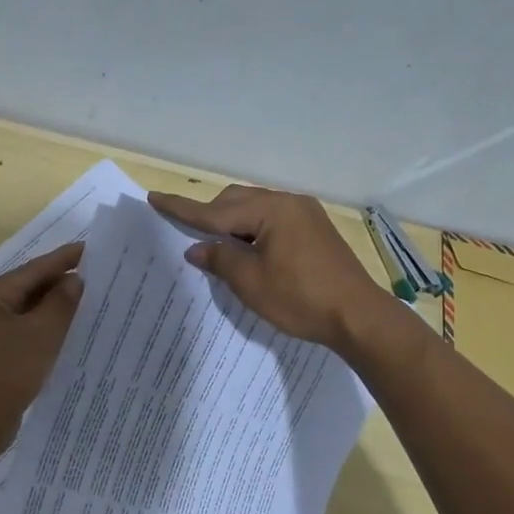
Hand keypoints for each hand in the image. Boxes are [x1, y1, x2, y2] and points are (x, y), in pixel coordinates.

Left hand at [0, 242, 83, 461]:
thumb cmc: (4, 374)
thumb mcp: (40, 335)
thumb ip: (60, 304)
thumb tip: (74, 280)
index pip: (33, 270)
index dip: (64, 259)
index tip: (93, 249)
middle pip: (31, 289)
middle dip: (63, 284)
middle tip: (101, 277)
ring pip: (30, 314)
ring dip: (58, 309)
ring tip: (94, 303)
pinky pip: (28, 336)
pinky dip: (49, 332)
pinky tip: (73, 336)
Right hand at [147, 186, 393, 353]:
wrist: (358, 316)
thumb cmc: (301, 299)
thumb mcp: (251, 282)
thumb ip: (220, 259)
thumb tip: (197, 248)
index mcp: (271, 210)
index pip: (215, 210)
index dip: (183, 208)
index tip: (155, 197)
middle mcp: (289, 203)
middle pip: (236, 201)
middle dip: (210, 215)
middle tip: (187, 233)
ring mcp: (305, 214)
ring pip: (255, 210)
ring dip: (232, 224)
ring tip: (216, 246)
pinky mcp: (314, 230)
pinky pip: (272, 220)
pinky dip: (253, 231)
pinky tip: (247, 250)